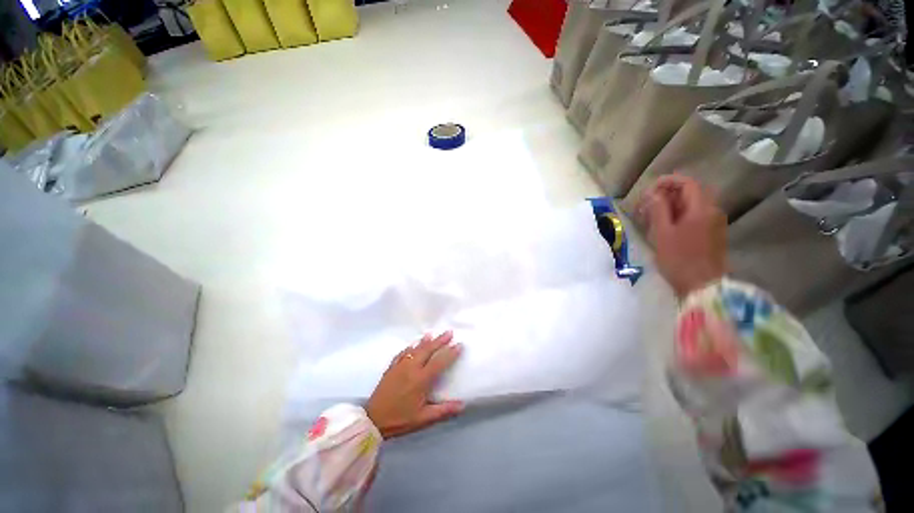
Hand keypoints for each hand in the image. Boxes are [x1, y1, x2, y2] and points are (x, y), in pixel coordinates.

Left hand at [366, 331, 463, 438]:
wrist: (373, 421)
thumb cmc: (400, 419)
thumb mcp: (423, 419)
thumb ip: (443, 411)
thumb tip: (462, 405)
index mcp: (421, 379)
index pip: (439, 362)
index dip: (450, 353)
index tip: (459, 344)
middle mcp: (411, 368)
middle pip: (428, 350)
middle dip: (440, 340)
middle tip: (449, 332)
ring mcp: (400, 366)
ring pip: (415, 349)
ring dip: (425, 341)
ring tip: (432, 334)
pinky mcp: (391, 368)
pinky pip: (402, 353)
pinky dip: (409, 347)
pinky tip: (412, 345)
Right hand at [638, 174, 727, 298]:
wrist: (702, 286)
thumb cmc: (679, 259)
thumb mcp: (662, 233)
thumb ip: (658, 209)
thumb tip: (652, 193)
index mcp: (701, 209)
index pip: (687, 183)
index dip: (667, 181)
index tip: (648, 189)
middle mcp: (712, 211)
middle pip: (690, 192)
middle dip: (666, 194)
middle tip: (645, 205)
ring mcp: (713, 223)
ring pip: (691, 205)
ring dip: (671, 206)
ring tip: (650, 217)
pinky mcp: (711, 233)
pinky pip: (694, 216)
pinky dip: (678, 215)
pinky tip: (664, 227)